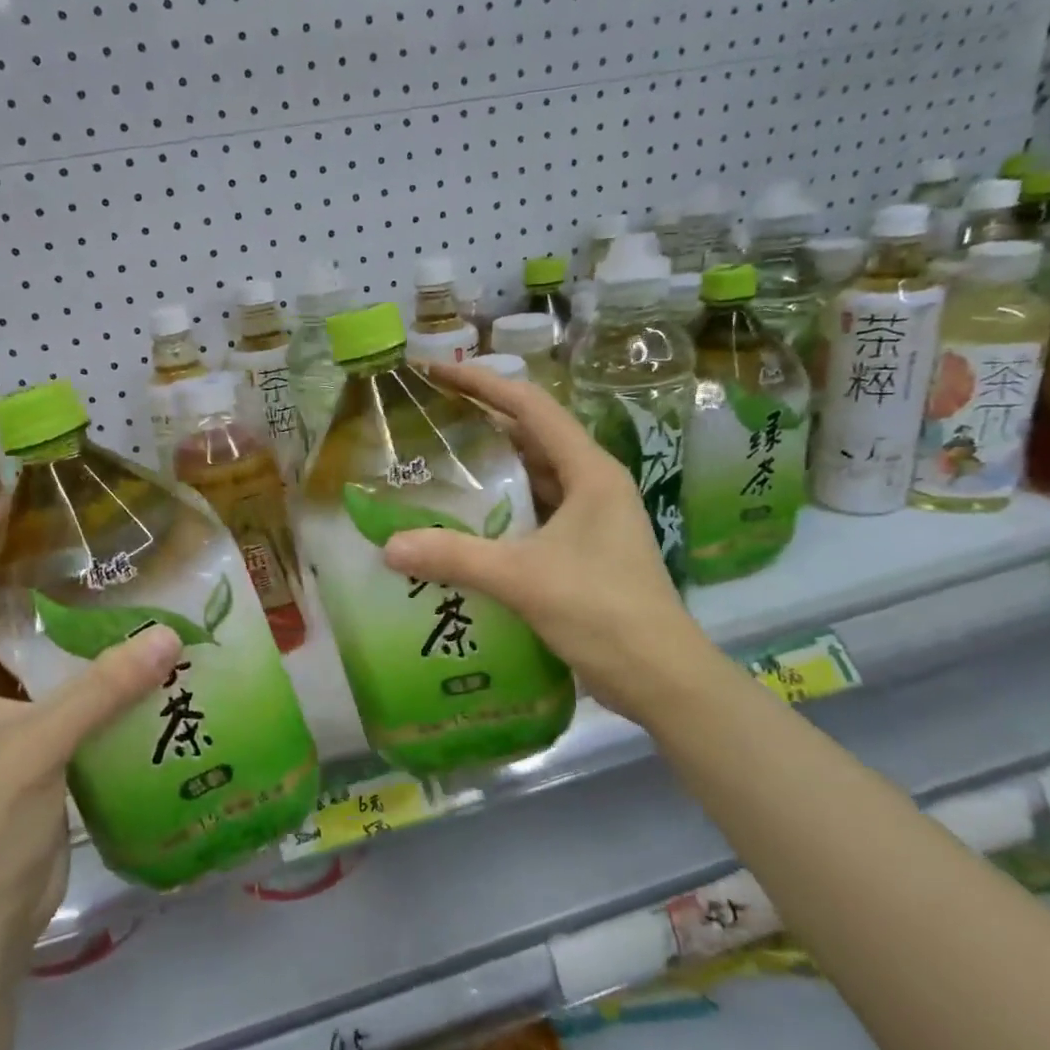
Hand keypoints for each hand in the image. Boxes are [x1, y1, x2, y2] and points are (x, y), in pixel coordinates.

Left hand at [0, 504, 183, 952]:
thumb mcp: (37, 747)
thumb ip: (102, 689)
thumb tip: (168, 635)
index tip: (15, 503)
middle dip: (17, 570)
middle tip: (73, 535)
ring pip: (17, 650)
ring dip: (49, 617)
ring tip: (101, 580)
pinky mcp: (21, 745)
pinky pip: (47, 686)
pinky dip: (74, 662)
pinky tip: (117, 648)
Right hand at [382, 363, 711, 723]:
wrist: (659, 676)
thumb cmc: (602, 612)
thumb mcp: (523, 579)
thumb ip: (455, 558)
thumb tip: (389, 546)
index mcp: (589, 472)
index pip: (531, 407)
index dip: (483, 383)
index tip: (437, 373)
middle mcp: (593, 486)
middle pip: (531, 439)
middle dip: (482, 426)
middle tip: (428, 423)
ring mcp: (592, 520)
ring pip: (534, 480)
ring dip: (492, 473)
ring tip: (438, 469)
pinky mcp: (585, 552)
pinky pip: (535, 517)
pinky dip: (502, 514)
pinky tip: (467, 527)